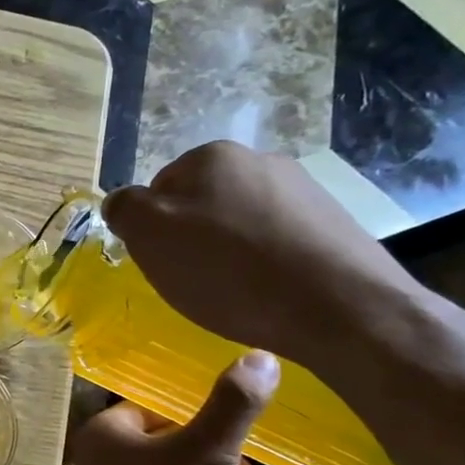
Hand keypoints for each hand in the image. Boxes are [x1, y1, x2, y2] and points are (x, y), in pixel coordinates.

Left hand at [70, 353, 278, 464]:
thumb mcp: (206, 452)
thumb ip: (232, 406)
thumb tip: (262, 356)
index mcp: (106, 431)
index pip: (152, 402)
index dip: (192, 404)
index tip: (232, 408)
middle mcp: (103, 459)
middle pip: (162, 434)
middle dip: (203, 437)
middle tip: (245, 438)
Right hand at [101, 141, 426, 375]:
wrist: (341, 308)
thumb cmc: (230, 270)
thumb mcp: (150, 237)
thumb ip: (125, 209)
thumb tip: (122, 202)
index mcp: (211, 156)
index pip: (158, 189)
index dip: (154, 230)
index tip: (165, 263)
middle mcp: (259, 160)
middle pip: (201, 203)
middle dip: (193, 238)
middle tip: (196, 280)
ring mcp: (302, 190)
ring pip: (240, 222)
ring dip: (230, 251)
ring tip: (237, 292)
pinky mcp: (333, 223)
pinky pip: (278, 241)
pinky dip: (266, 263)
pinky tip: (271, 292)